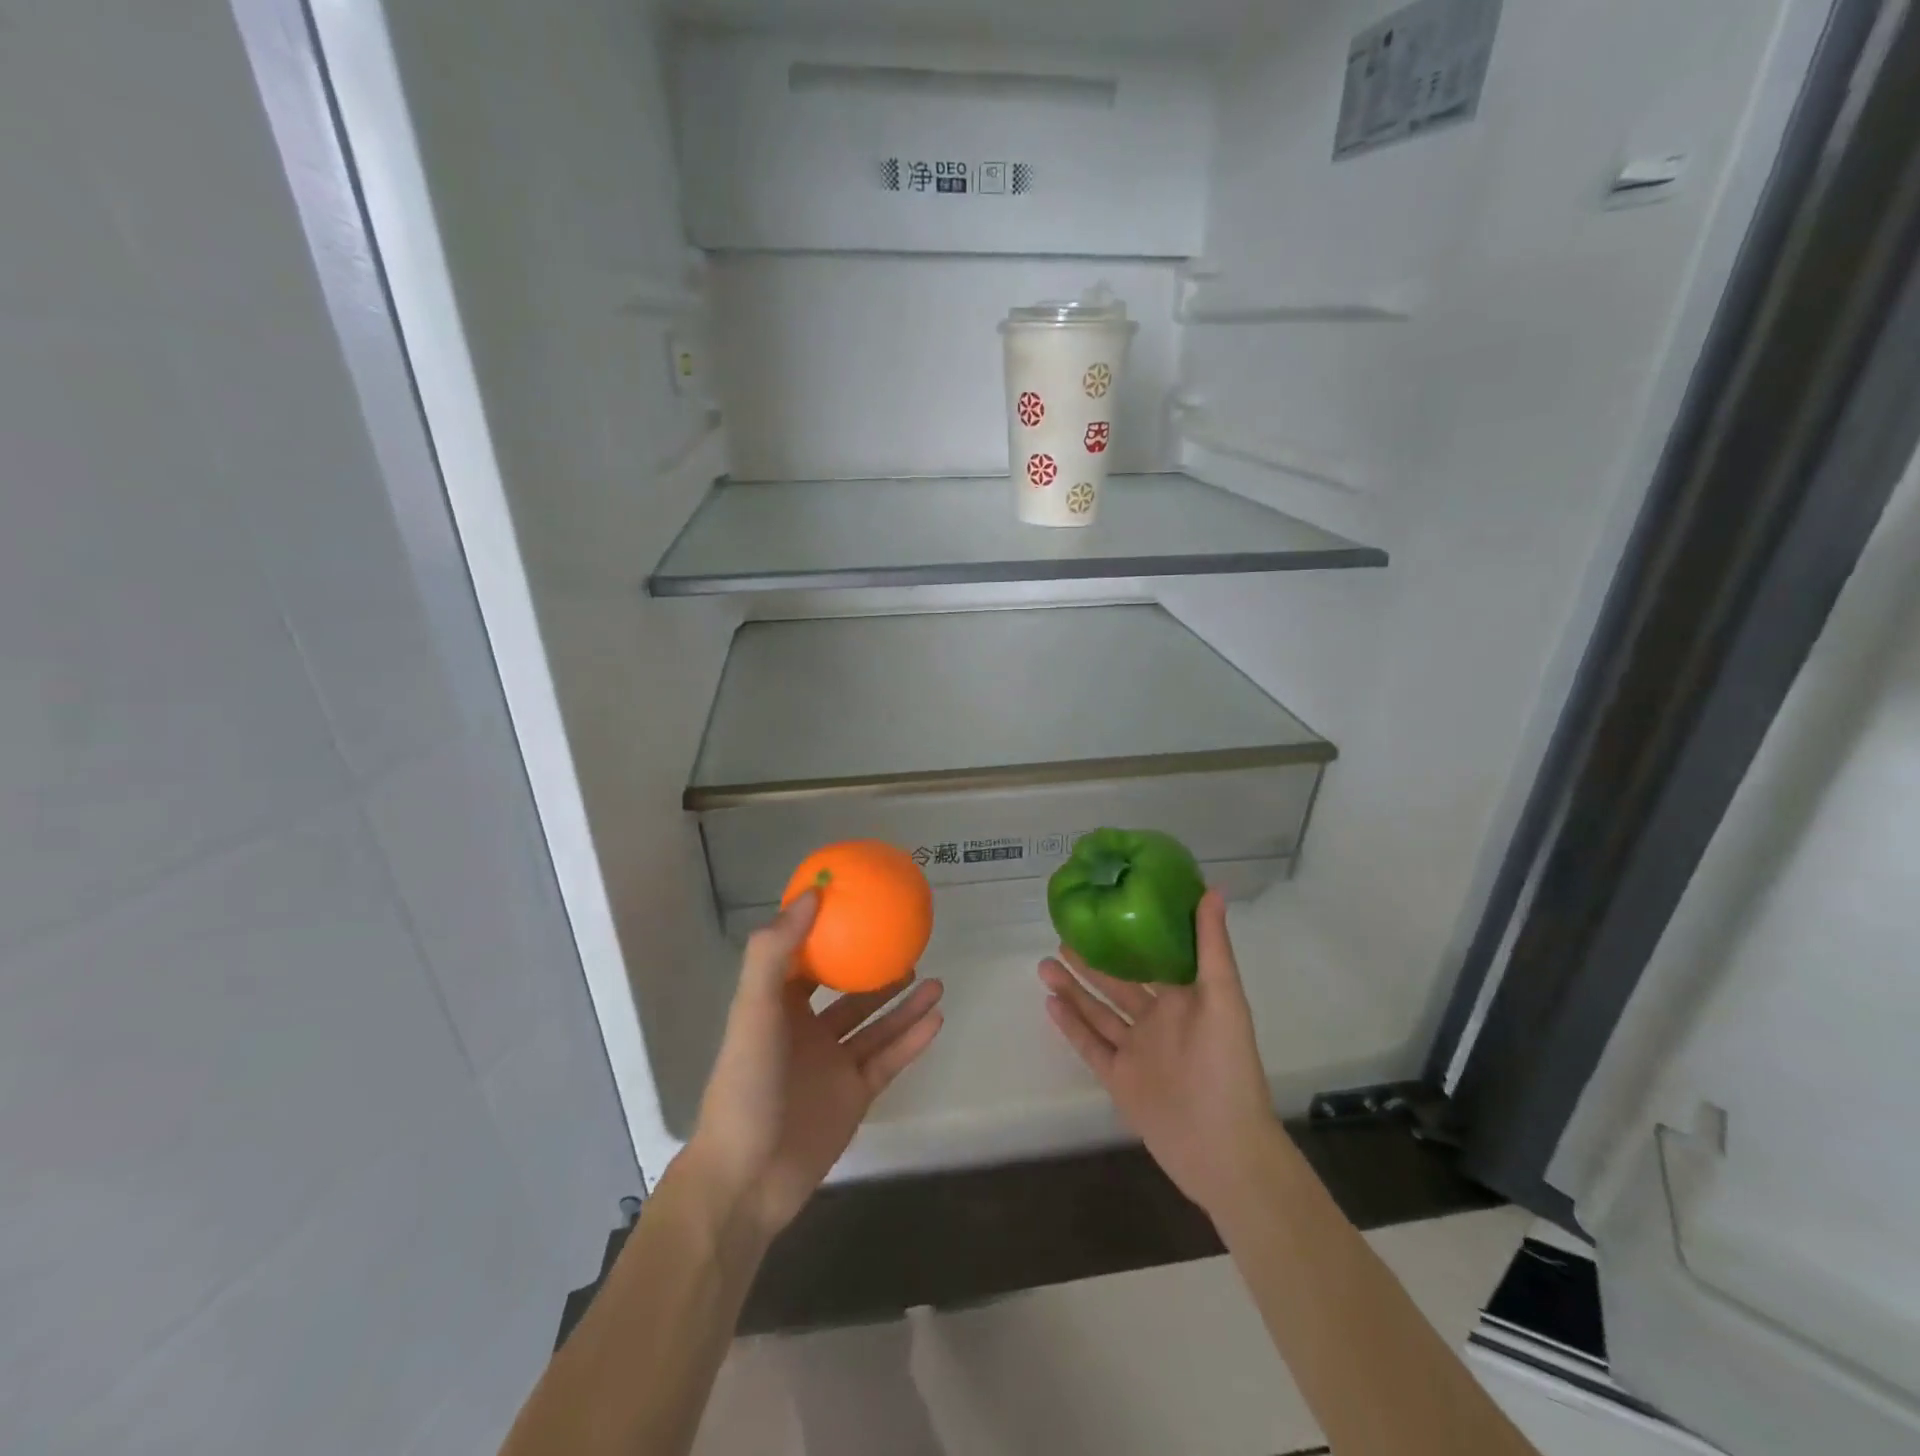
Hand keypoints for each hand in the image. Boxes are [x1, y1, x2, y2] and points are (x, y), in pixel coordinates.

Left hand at [687, 891, 944, 1240]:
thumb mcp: (754, 1010)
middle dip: (875, 970)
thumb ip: (775, 952)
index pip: (804, 960)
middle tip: (908, 944)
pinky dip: (912, 1039)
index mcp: (778, 1007)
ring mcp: (833, 1065)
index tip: (856, 905)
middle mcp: (807, 1031)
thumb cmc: (746, 1084)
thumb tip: (811, 894)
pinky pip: (889, 1059)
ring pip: (876, 1025)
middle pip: (848, 992)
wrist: (748, 1179)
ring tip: (934, 980)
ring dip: (904, 1003)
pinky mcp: (854, 1095)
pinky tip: (937, 1018)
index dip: (825, 933)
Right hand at [1038, 890, 1278, 1219]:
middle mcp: (1158, 1021)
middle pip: (1118, 984)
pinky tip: (1049, 1003)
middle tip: (1062, 935)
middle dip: (1091, 961)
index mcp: (1184, 999)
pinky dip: (1071, 1025)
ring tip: (1044, 964)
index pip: (1152, 959)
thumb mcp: (1224, 999)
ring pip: (1098, 1012)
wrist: (1223, 1149)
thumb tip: (1211, 889)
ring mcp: (1137, 1051)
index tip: (1104, 911)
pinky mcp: (1120, 1080)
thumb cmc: (1228, 1067)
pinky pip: (1091, 1046)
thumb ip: (1212, 946)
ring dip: (1073, 989)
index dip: (1129, 936)